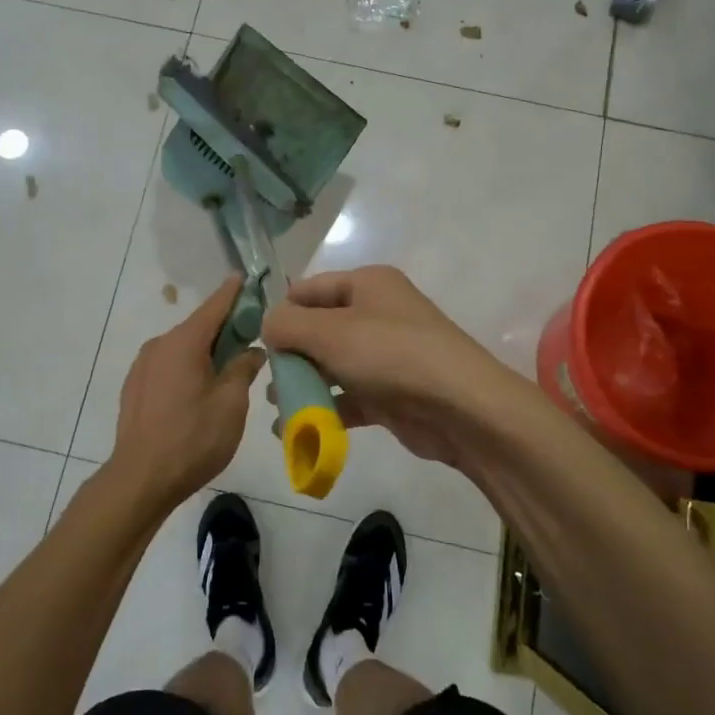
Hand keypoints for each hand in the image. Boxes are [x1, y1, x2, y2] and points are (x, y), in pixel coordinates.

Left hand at [112, 276, 264, 509]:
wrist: (140, 480)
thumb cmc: (192, 439)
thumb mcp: (231, 404)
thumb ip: (243, 369)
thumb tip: (251, 351)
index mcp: (183, 342)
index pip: (214, 306)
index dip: (233, 292)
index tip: (246, 277)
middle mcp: (159, 345)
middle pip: (198, 327)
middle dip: (225, 328)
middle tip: (252, 336)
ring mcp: (142, 366)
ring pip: (182, 349)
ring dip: (205, 352)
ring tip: (228, 370)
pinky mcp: (135, 387)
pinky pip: (168, 366)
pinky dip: (187, 367)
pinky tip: (199, 391)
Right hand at [262, 266, 523, 478]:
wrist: (460, 407)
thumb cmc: (391, 354)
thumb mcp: (330, 332)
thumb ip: (288, 325)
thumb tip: (268, 325)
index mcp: (367, 284)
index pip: (309, 289)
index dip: (281, 312)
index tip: (255, 342)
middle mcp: (376, 313)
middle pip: (319, 328)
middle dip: (290, 354)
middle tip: (267, 380)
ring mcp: (385, 354)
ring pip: (332, 365)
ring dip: (304, 384)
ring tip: (278, 405)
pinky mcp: (389, 392)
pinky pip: (348, 396)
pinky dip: (323, 410)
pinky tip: (294, 429)